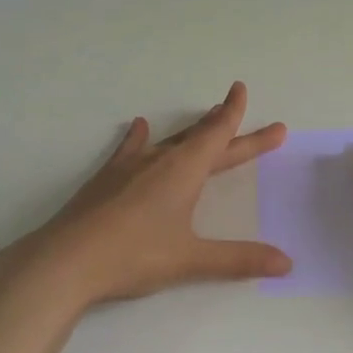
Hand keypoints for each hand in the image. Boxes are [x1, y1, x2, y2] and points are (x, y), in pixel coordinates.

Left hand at [0, 82, 292, 308]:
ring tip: (205, 118)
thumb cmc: (134, 255)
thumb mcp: (191, 260)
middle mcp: (160, 160)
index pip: (218, 135)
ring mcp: (130, 167)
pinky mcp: (107, 179)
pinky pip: (130, 149)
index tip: (241, 89)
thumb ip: (239, 260)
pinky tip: (138, 127)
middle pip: (201, 138)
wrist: (65, 261)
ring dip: (192, 131)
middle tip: (250, 116)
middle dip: (228, 127)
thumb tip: (287, 264)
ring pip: (169, 140)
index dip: (234, 114)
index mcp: (184, 171)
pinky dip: (139, 137)